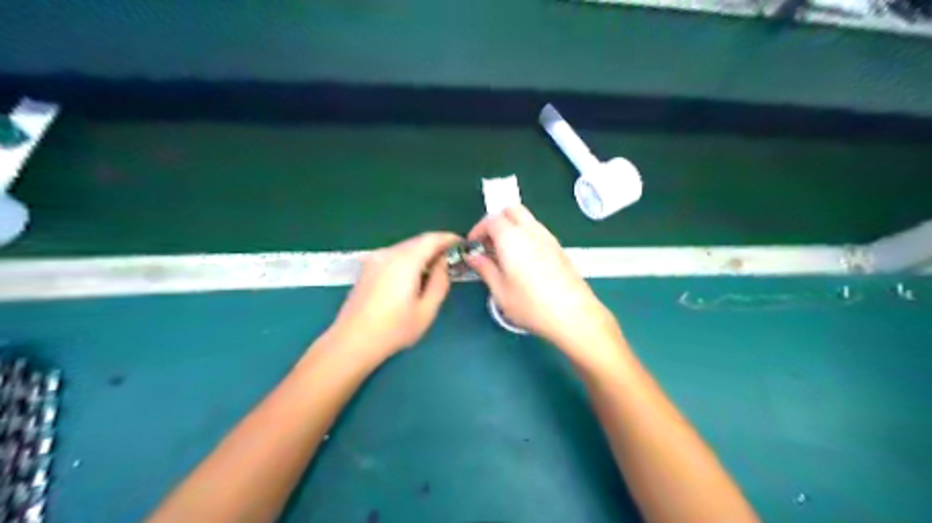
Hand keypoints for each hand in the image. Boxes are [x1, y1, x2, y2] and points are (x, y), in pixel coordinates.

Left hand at [326, 233, 460, 359]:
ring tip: (435, 269)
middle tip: (451, 259)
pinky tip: (413, 276)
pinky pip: (394, 255)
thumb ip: (440, 282)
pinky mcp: (367, 268)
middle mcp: (388, 254)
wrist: (351, 342)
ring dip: (422, 253)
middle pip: (417, 241)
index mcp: (405, 262)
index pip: (431, 239)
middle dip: (436, 246)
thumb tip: (443, 264)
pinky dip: (408, 259)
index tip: (461, 243)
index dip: (448, 238)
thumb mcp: (426, 311)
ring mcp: (374, 259)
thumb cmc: (393, 330)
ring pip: (405, 248)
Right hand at [464, 209, 616, 355]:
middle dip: (496, 221)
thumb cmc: (531, 305)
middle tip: (488, 243)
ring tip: (504, 254)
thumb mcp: (500, 291)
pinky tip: (522, 261)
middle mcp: (531, 231)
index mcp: (512, 238)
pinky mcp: (559, 248)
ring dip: (512, 228)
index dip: (478, 229)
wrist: (573, 314)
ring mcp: (548, 238)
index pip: (491, 220)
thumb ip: (485, 269)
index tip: (473, 245)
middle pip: (511, 210)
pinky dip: (525, 236)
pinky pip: (537, 231)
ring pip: (526, 219)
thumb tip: (473, 257)